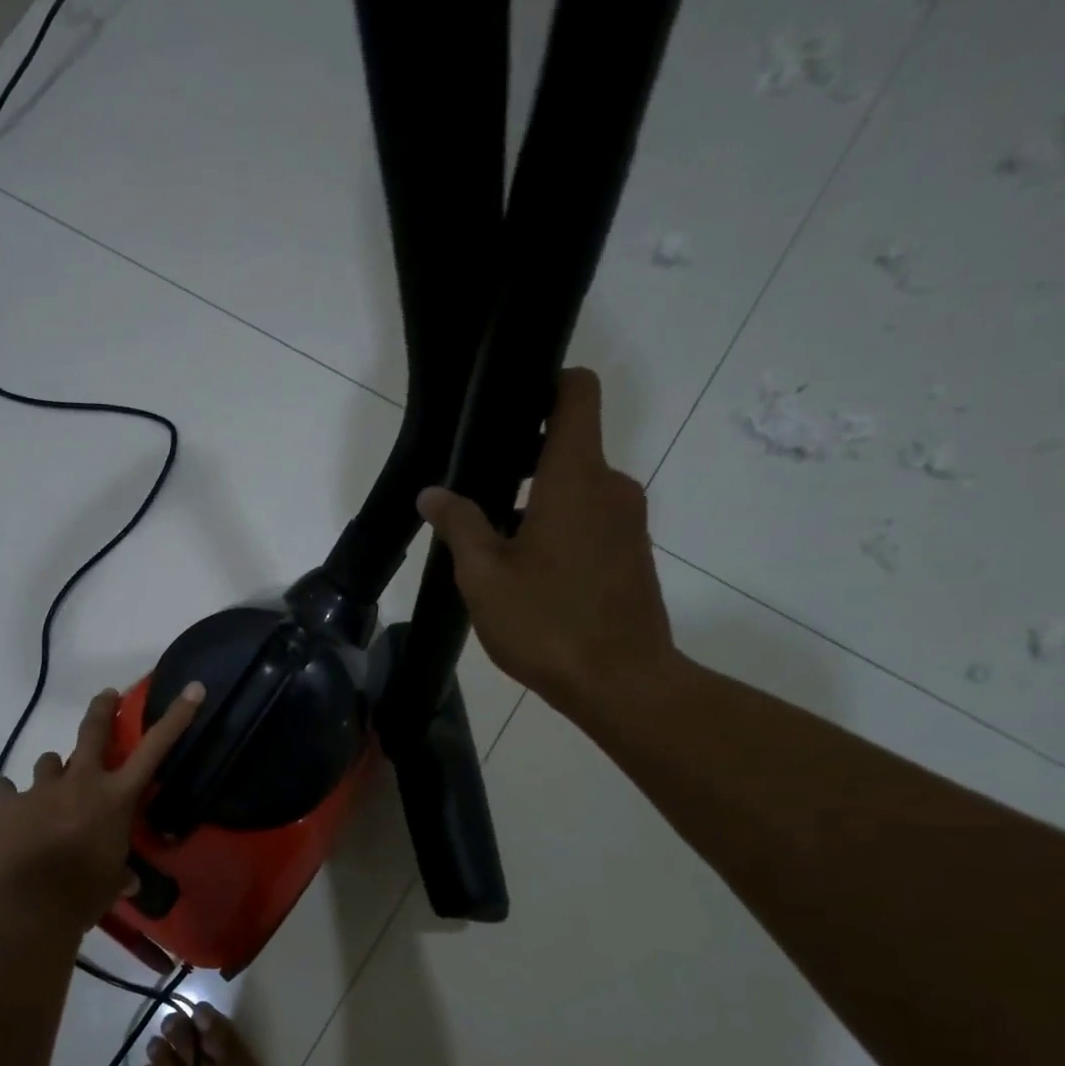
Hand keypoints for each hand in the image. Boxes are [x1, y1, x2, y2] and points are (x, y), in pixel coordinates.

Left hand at [0, 682, 205, 924]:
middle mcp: (81, 782)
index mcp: (115, 797)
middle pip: (92, 731)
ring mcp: (42, 789)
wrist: (31, 907)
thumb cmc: (84, 894)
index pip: (154, 749)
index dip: (176, 717)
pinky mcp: (9, 805)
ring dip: (54, 770)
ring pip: (49, 760)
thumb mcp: (113, 881)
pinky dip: (8, 791)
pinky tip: (6, 795)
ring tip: (52, 786)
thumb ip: (120, 872)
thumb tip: (127, 880)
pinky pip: (5, 787)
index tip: (193, 689)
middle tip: (106, 696)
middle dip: (102, 709)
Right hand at [417, 368, 677, 721]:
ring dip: (536, 499)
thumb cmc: (546, 622)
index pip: (576, 394)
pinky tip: (525, 569)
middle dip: (522, 457)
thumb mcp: (484, 576)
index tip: (506, 406)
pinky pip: (590, 518)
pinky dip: (558, 525)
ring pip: (577, 487)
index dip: (546, 383)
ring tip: (491, 539)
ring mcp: (627, 521)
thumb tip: (433, 493)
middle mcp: (610, 486)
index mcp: (575, 478)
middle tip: (474, 489)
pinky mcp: (631, 552)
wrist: (621, 682)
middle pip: (569, 444)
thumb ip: (459, 525)